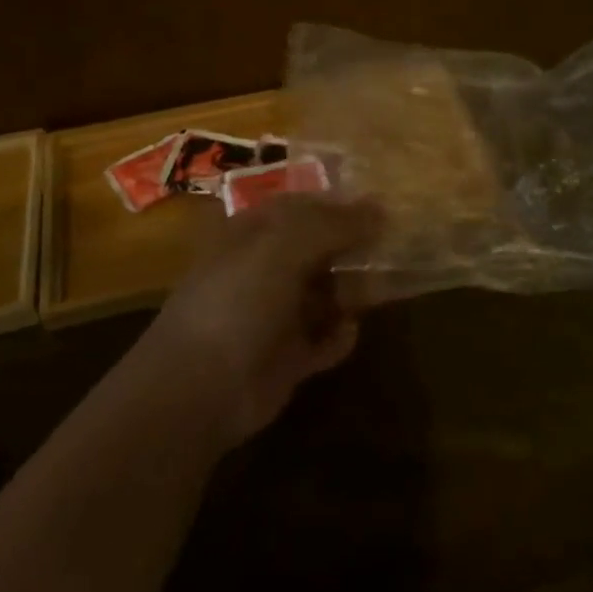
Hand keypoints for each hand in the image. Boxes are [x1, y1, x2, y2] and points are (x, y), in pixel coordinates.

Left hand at [149, 195, 383, 446]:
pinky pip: (323, 338)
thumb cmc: (238, 300)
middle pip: (319, 248)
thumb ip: (334, 224)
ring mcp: (274, 313)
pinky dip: (339, 335)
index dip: (341, 203)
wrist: (199, 388)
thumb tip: (381, 208)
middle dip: (353, 247)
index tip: (383, 207)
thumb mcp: (285, 246)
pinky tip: (349, 331)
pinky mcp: (286, 356)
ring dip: (352, 290)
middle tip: (393, 249)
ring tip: (377, 289)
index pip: (304, 205)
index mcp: (254, 232)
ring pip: (325, 292)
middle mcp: (265, 267)